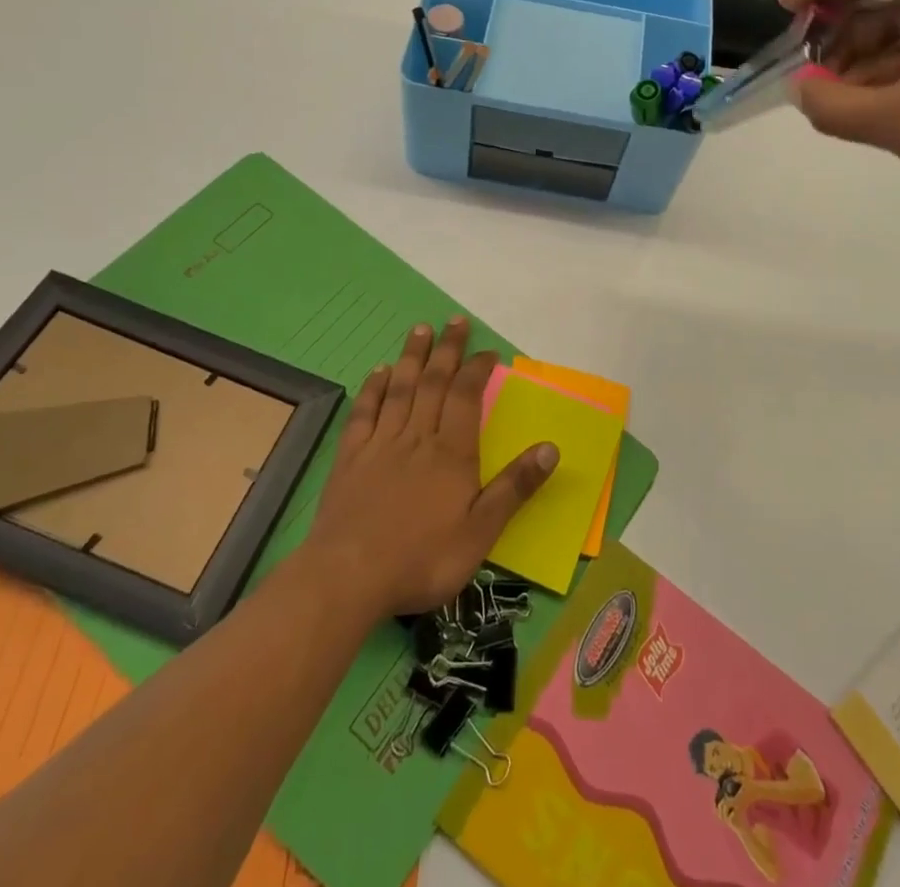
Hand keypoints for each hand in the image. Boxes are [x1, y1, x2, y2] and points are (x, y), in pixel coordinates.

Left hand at [307, 318, 555, 617]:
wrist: (348, 578)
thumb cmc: (421, 559)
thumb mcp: (480, 532)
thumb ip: (514, 487)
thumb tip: (551, 448)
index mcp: (451, 452)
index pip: (466, 396)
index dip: (477, 370)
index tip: (488, 352)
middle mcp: (416, 437)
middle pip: (434, 382)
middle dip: (447, 349)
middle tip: (455, 320)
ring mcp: (380, 444)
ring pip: (400, 389)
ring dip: (412, 357)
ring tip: (420, 329)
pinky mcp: (350, 458)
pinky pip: (365, 412)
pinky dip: (373, 388)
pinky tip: (379, 372)